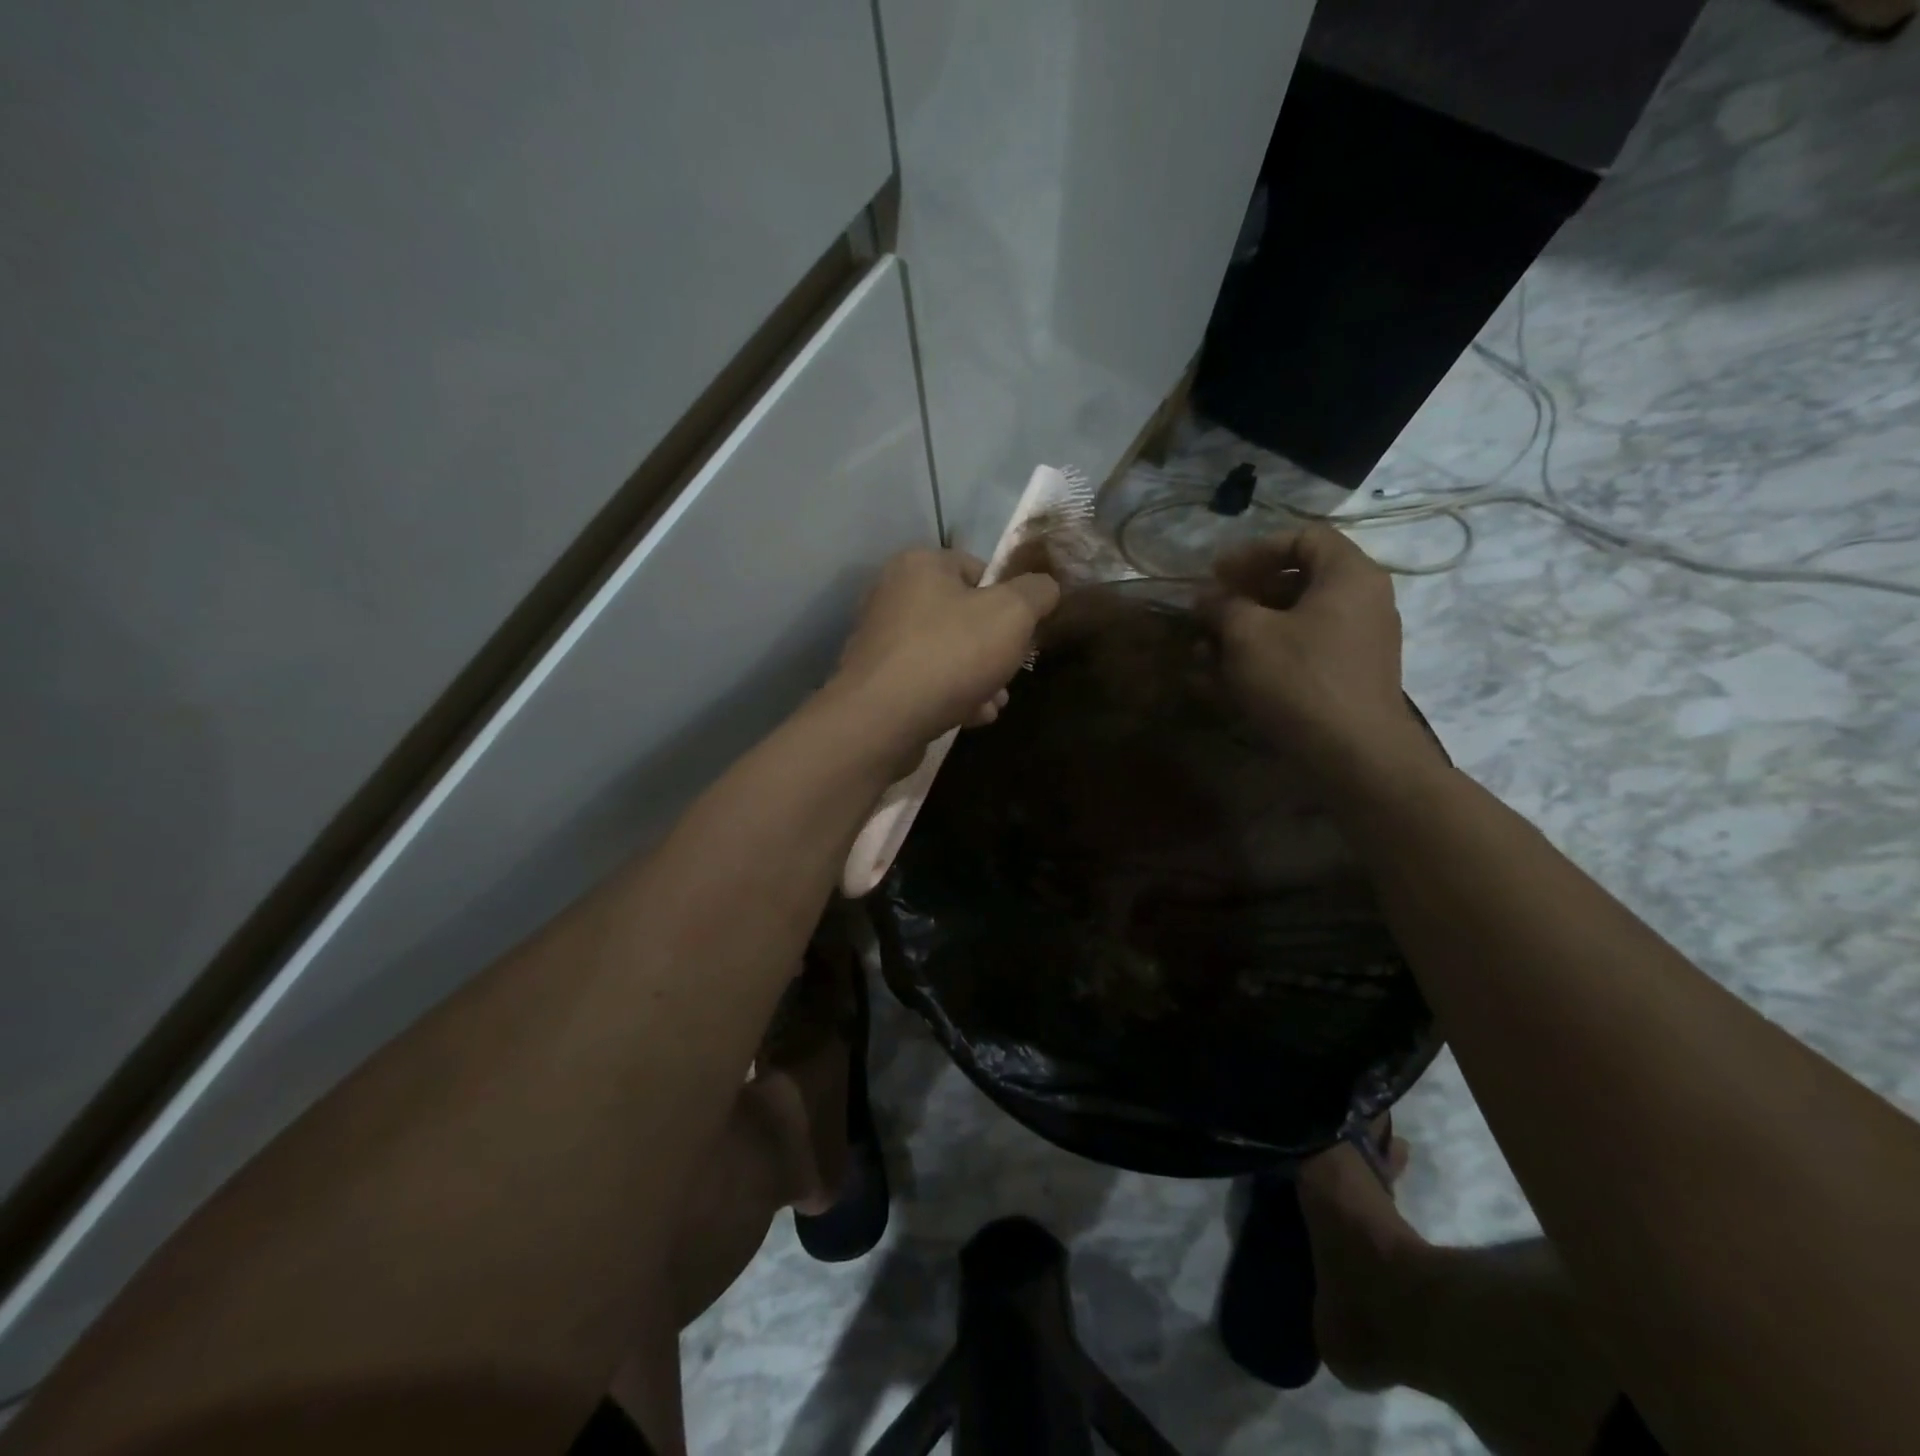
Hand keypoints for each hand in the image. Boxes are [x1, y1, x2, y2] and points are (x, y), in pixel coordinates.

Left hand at [829, 547, 1060, 754]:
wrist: (882, 719)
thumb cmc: (951, 654)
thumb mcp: (1012, 614)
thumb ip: (1036, 593)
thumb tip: (1046, 587)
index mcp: (919, 565)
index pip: (977, 569)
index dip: (1008, 599)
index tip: (1023, 631)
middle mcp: (892, 594)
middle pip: (963, 616)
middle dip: (994, 648)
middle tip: (1011, 673)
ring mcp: (880, 640)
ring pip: (946, 652)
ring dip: (978, 677)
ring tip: (995, 703)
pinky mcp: (875, 681)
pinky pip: (924, 681)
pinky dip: (950, 695)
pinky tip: (972, 717)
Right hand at [1208, 526, 1428, 782]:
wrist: (1354, 754)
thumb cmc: (1300, 679)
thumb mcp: (1247, 635)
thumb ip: (1223, 606)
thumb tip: (1206, 597)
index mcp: (1348, 575)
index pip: (1303, 537)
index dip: (1254, 550)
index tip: (1216, 574)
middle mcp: (1362, 601)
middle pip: (1296, 580)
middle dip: (1243, 595)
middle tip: (1208, 611)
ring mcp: (1357, 642)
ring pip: (1293, 621)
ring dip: (1245, 631)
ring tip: (1203, 651)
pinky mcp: (1346, 677)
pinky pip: (1300, 652)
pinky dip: (1263, 657)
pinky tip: (1221, 679)